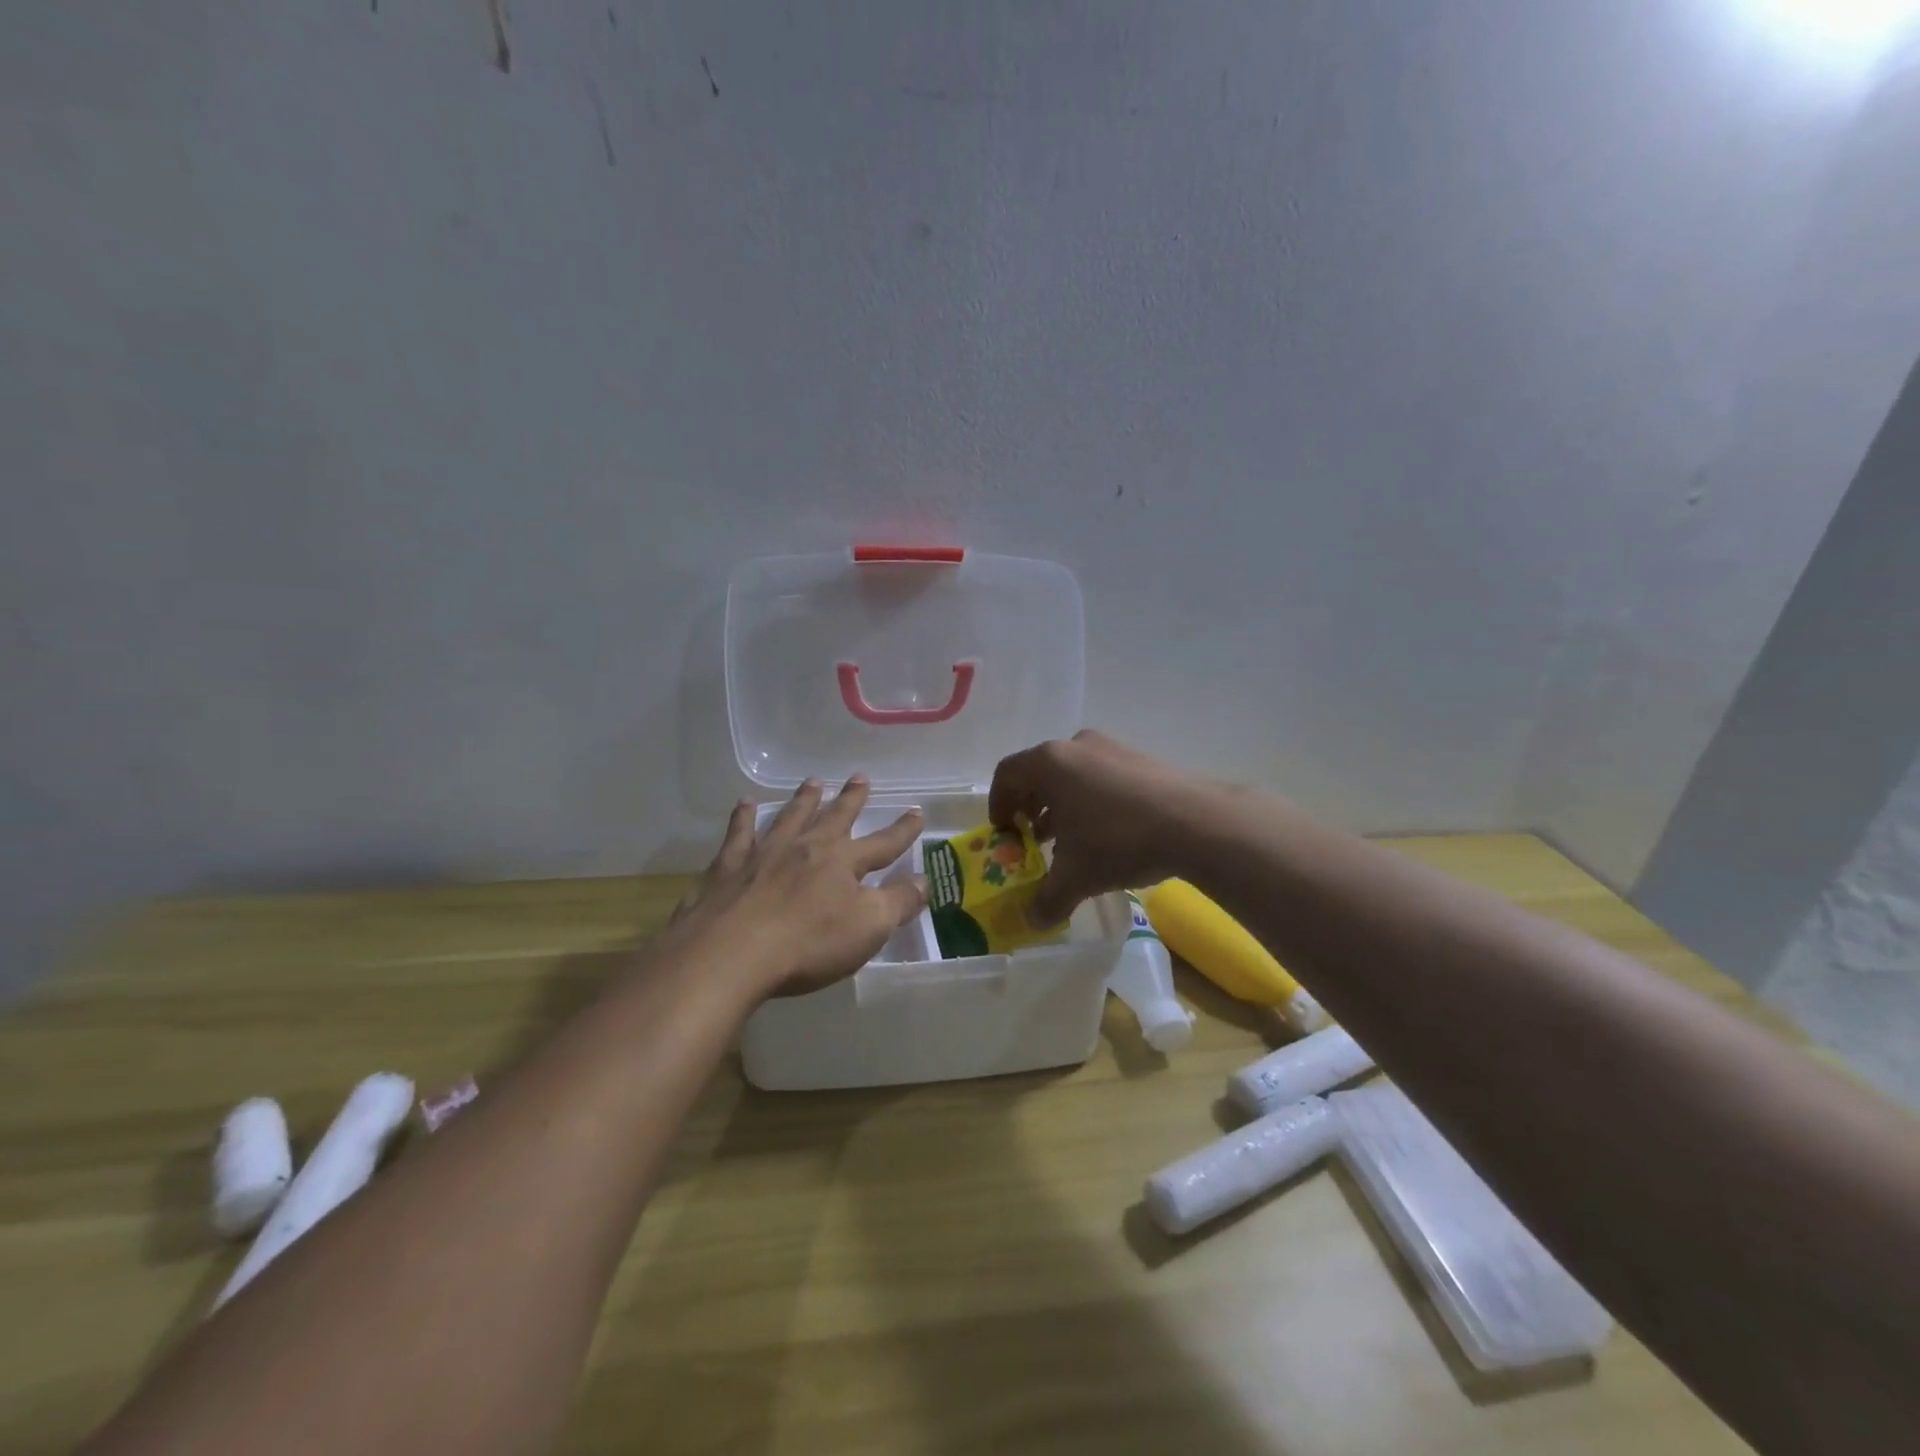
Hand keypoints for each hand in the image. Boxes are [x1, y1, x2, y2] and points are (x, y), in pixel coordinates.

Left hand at [667, 776, 926, 998]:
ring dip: (804, 799)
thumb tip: (925, 880)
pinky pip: (739, 833)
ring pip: (790, 817)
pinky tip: (746, 804)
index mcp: (843, 862)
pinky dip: (744, 817)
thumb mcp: (868, 928)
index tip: (917, 811)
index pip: (883, 843)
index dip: (902, 830)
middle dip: (851, 799)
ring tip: (813, 782)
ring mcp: (765, 853)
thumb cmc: (808, 943)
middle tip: (860, 776)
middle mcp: (806, 847)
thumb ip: (899, 902)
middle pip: (835, 817)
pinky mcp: (729, 866)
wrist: (731, 953)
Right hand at [989, 730, 1211, 924]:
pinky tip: (1104, 834)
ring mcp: (1112, 749)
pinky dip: (1090, 801)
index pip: (1007, 774)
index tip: (1003, 833)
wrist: (1195, 823)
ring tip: (1067, 840)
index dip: (998, 804)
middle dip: (1030, 807)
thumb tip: (1032, 922)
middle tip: (1032, 838)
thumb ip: (1047, 899)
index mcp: (1050, 762)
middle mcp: (1077, 746)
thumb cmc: (1118, 840)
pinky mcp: (1140, 760)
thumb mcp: (1076, 877)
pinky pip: (1101, 777)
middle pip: (1039, 772)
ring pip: (1072, 775)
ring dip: (1061, 806)